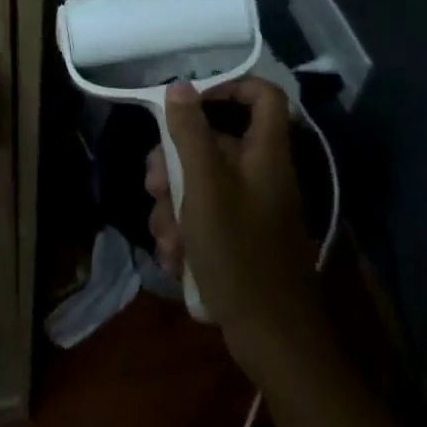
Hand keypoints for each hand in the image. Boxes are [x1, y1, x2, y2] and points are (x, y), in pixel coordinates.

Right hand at [161, 77, 321, 372]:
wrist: (273, 339)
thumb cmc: (239, 252)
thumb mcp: (204, 187)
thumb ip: (190, 133)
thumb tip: (180, 87)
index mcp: (265, 154)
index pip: (262, 95)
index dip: (229, 87)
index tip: (190, 104)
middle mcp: (261, 174)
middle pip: (215, 144)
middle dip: (175, 163)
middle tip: (154, 185)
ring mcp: (250, 209)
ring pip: (201, 184)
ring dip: (173, 206)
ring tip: (167, 237)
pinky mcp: (239, 239)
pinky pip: (204, 217)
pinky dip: (185, 232)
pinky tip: (175, 259)